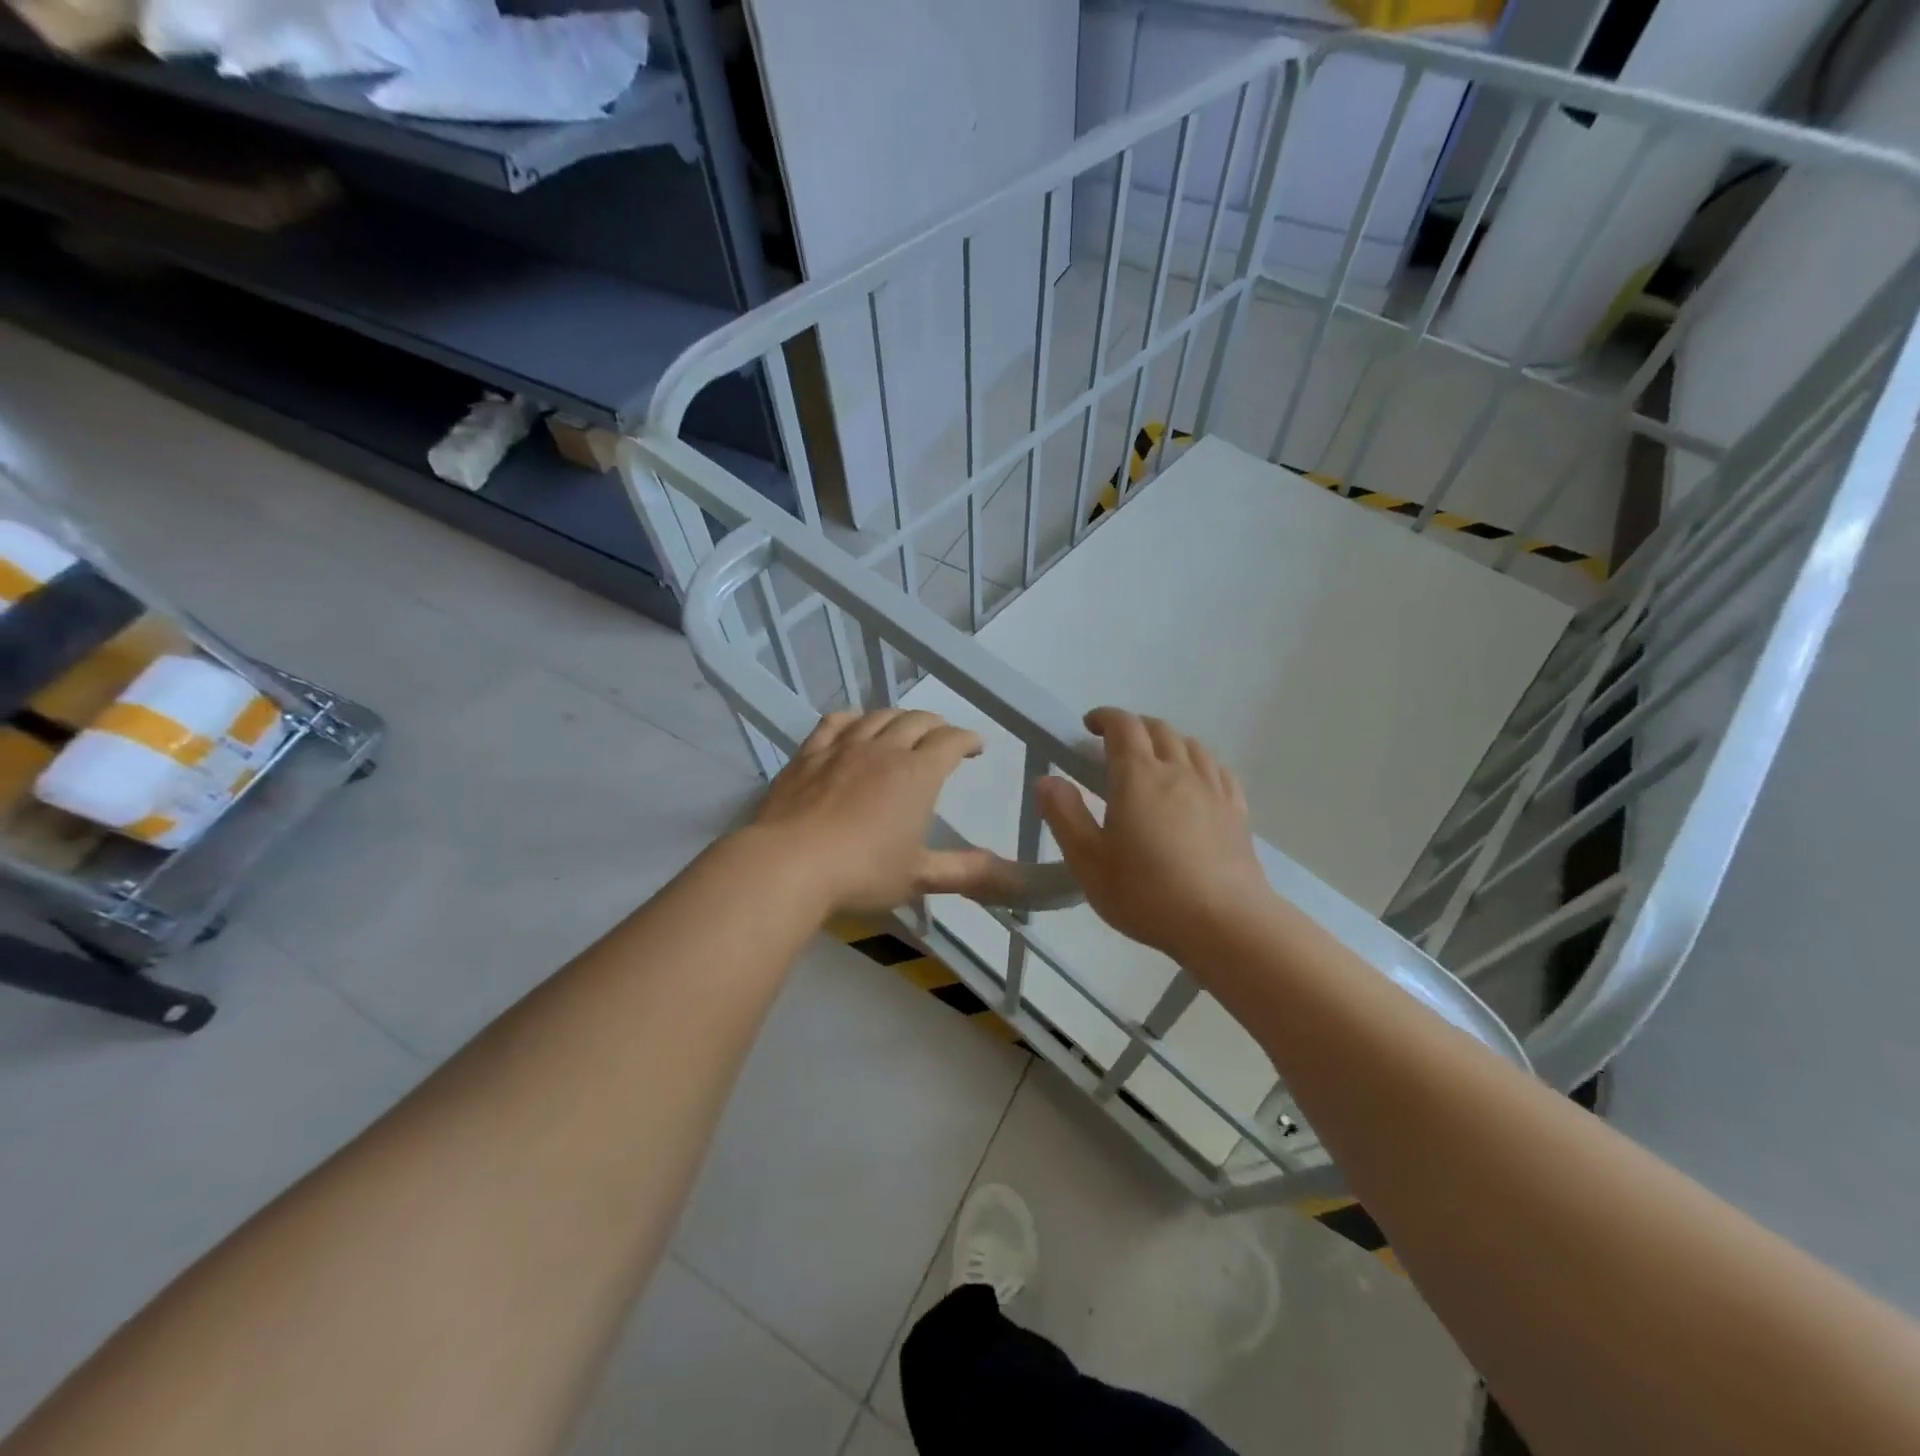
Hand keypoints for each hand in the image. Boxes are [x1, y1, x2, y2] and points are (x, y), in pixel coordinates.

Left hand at [752, 709, 1013, 915]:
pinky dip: (852, 718)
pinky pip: (833, 723)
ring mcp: (843, 747)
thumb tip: (1008, 874)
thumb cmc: (862, 872)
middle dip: (936, 724)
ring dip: (897, 717)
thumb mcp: (919, 876)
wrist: (789, 864)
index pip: (950, 742)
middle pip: (916, 721)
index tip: (975, 747)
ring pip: (877, 716)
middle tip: (942, 736)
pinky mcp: (809, 754)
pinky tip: (854, 724)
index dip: (967, 740)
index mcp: (917, 774)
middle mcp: (884, 750)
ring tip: (903, 727)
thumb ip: (964, 871)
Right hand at [1036, 708, 1272, 960]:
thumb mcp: (1089, 861)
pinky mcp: (1236, 811)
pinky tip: (1195, 780)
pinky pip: (1217, 770)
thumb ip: (1064, 815)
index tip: (1089, 725)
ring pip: (1190, 745)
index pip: (1123, 726)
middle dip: (1134, 727)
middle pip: (1158, 730)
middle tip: (1114, 744)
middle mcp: (1178, 771)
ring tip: (1153, 759)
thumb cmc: (1147, 893)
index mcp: (1138, 776)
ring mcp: (1212, 789)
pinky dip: (1199, 762)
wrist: (1224, 922)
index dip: (1105, 718)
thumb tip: (1046, 779)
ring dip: (1167, 741)